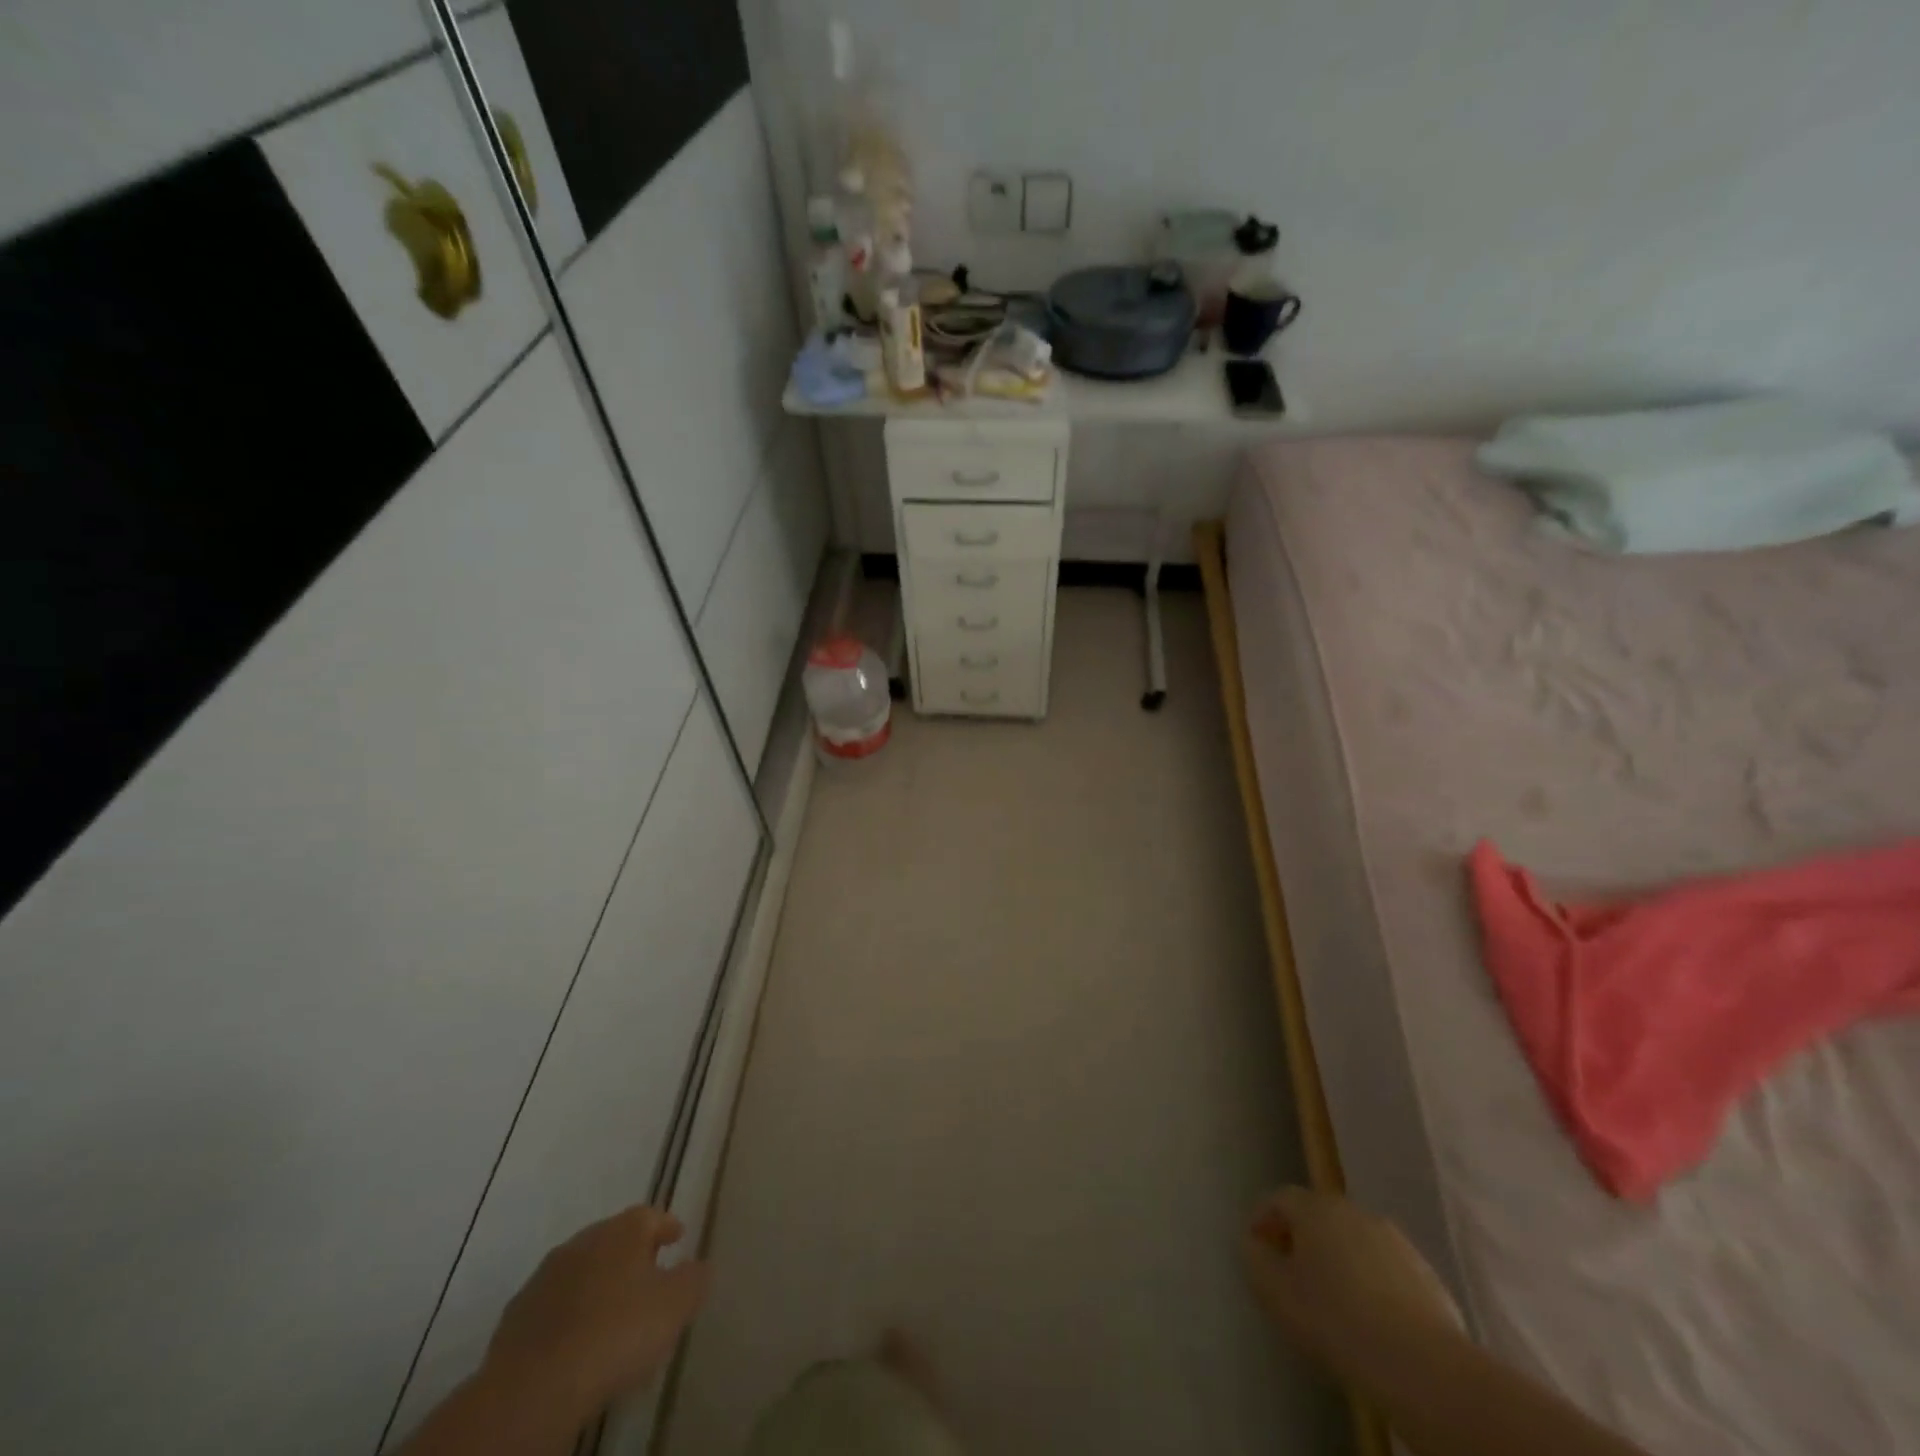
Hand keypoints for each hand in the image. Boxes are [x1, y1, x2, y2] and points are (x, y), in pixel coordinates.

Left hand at [483, 1205, 709, 1425]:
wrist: (533, 1388)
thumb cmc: (617, 1333)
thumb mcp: (675, 1306)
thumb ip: (694, 1279)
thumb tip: (699, 1265)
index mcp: (623, 1230)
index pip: (650, 1215)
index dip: (667, 1225)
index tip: (678, 1236)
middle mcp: (584, 1240)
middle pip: (614, 1239)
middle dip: (631, 1253)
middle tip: (648, 1275)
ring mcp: (546, 1276)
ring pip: (582, 1270)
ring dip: (598, 1283)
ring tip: (612, 1312)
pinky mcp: (517, 1316)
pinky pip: (554, 1305)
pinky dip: (569, 1313)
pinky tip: (577, 1339)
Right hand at [1242, 1187, 1460, 1380]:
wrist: (1421, 1363)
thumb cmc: (1335, 1319)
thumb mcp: (1275, 1292)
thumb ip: (1254, 1259)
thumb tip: (1252, 1242)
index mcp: (1315, 1208)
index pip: (1280, 1198)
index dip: (1263, 1218)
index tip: (1256, 1246)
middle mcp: (1353, 1211)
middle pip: (1319, 1215)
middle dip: (1302, 1237)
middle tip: (1292, 1271)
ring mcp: (1394, 1240)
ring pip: (1354, 1240)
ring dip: (1339, 1258)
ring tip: (1333, 1297)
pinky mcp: (1425, 1273)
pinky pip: (1385, 1267)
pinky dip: (1371, 1281)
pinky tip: (1371, 1317)